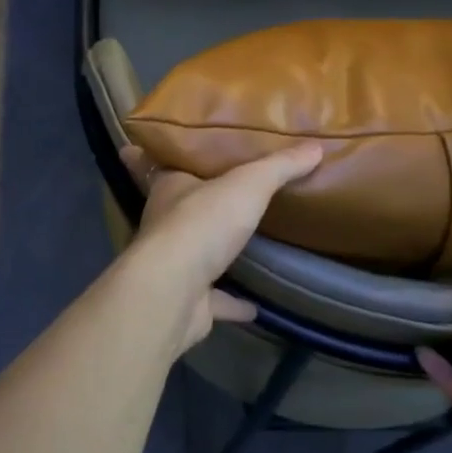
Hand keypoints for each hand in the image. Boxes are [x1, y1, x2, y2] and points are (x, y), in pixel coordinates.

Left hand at [118, 143, 323, 353]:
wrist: (173, 291)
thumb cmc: (201, 224)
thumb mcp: (247, 184)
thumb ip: (278, 166)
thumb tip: (315, 147)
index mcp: (169, 190)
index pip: (153, 166)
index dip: (147, 156)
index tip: (136, 148)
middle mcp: (165, 225)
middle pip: (177, 209)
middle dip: (191, 202)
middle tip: (217, 194)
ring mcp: (174, 267)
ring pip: (193, 255)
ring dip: (212, 252)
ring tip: (240, 244)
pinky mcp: (188, 302)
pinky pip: (214, 301)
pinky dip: (232, 303)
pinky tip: (254, 306)